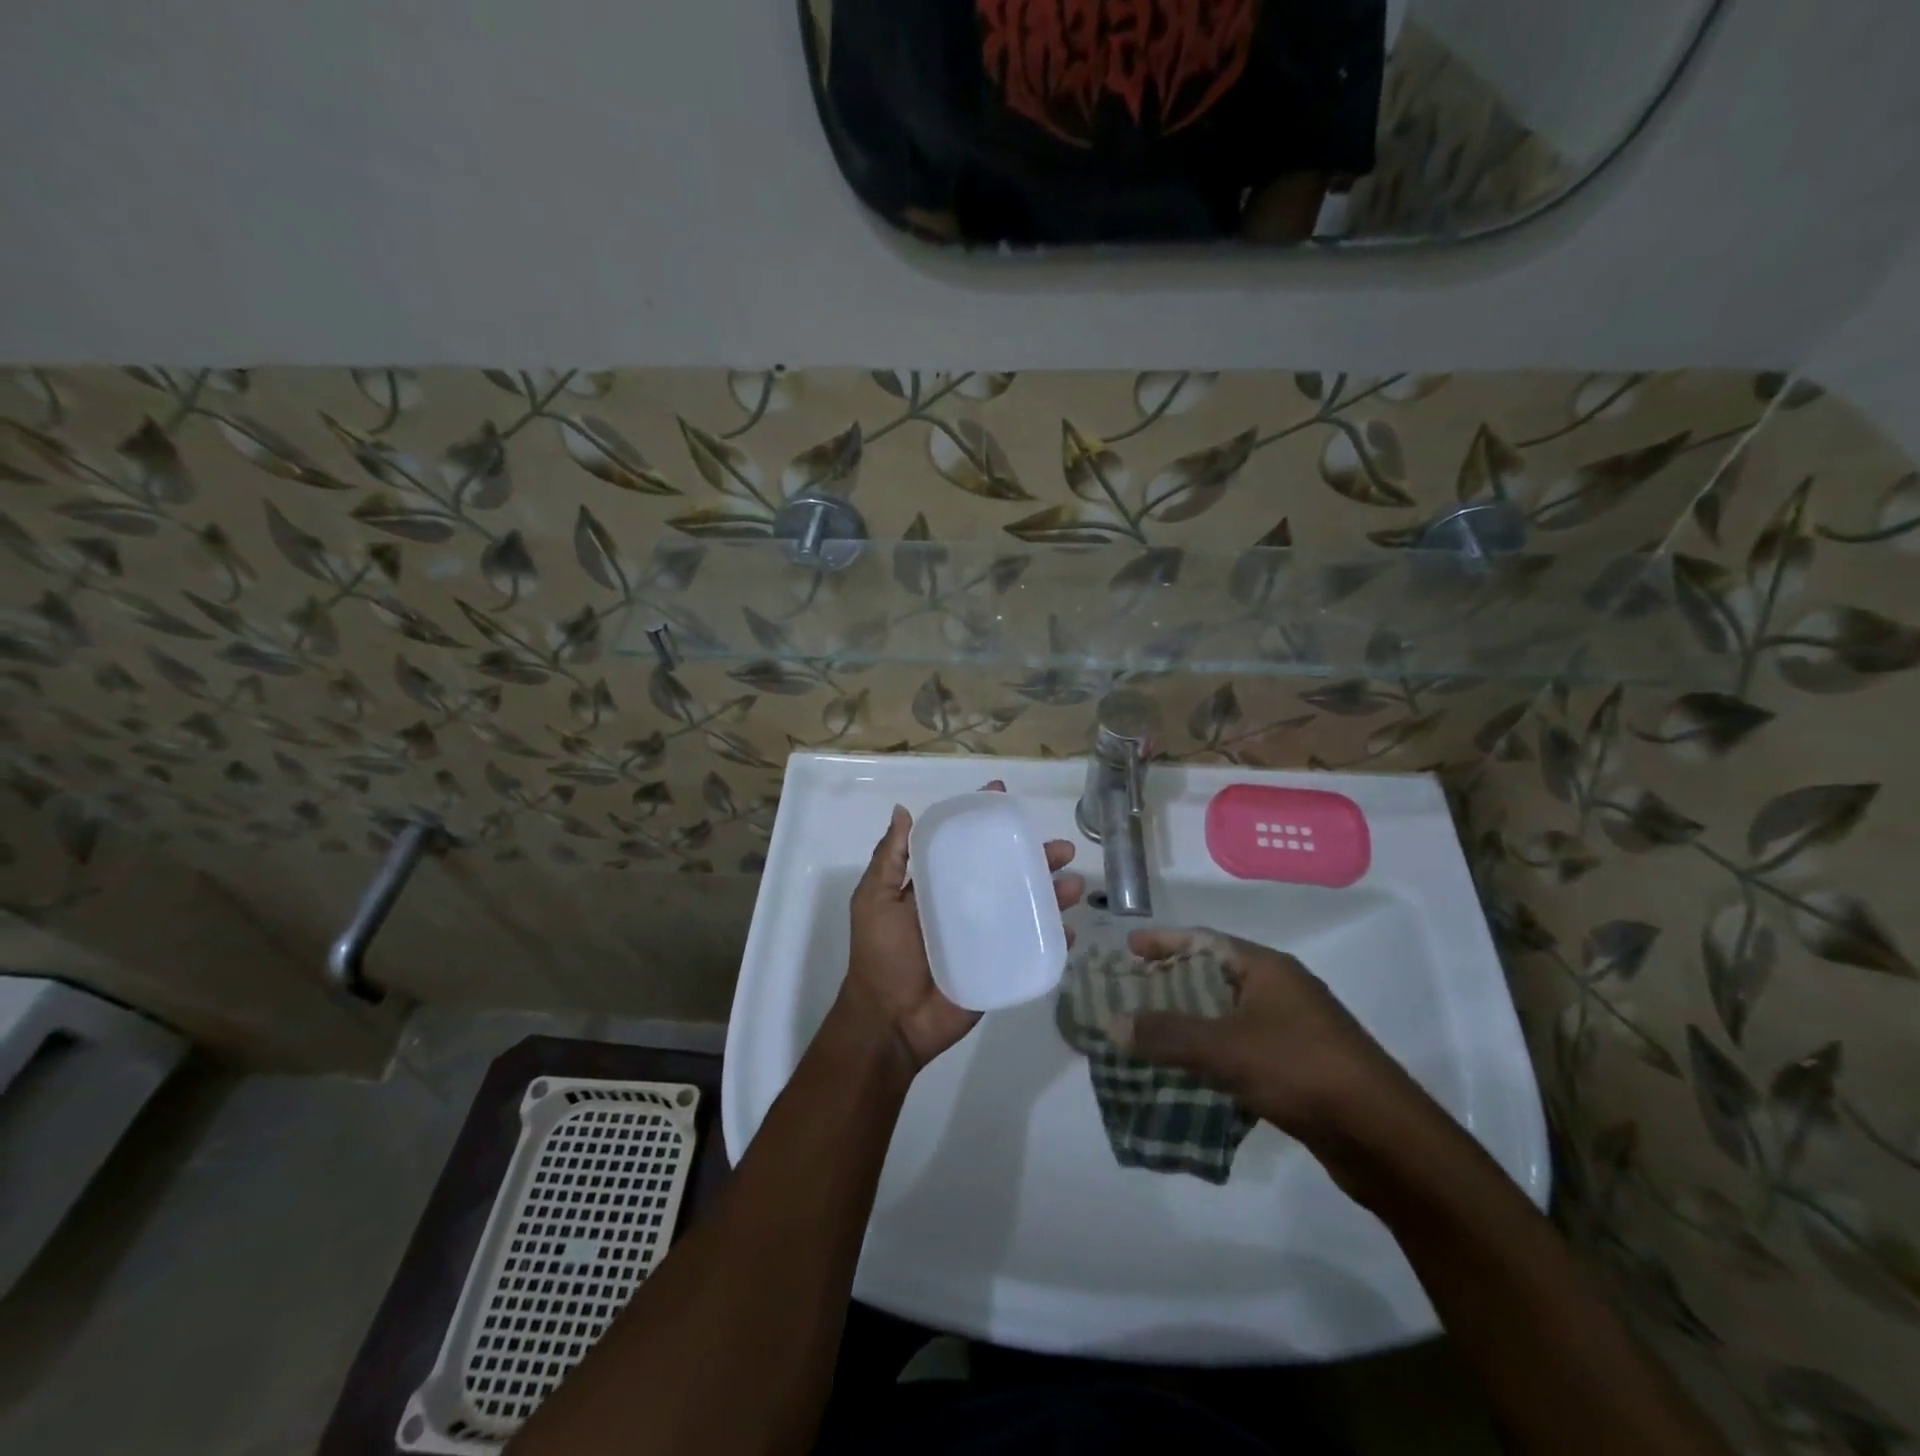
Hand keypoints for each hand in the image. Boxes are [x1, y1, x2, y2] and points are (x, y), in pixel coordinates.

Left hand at [841, 783, 1083, 1071]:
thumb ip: (889, 859)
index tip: (1004, 797)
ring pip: (1025, 906)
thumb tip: (902, 810)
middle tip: (1061, 849)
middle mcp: (966, 904)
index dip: (984, 821)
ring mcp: (985, 936)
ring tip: (1074, 885)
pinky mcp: (999, 966)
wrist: (890, 1021)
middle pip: (1006, 872)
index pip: (966, 845)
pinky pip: (1030, 947)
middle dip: (1035, 857)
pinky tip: (1069, 929)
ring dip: (1052, 893)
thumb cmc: (880, 955)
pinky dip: (1053, 937)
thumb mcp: (874, 899)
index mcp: (937, 886)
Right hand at [1114, 928, 1415, 1150]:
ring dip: (1189, 1021)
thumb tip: (1110, 1022)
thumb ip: (1166, 1034)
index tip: (1127, 947)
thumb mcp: (1226, 1048)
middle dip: (1171, 982)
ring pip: (1227, 1014)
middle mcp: (1281, 990)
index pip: (1204, 941)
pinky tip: (1187, 1071)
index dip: (1164, 941)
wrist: (1385, 1138)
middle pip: (1214, 975)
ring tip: (1148, 1030)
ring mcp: (1292, 1029)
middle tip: (1130, 991)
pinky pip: (1241, 1047)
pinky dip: (1211, 1052)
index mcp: (1267, 968)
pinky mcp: (1298, 1066)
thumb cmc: (1302, 1071)